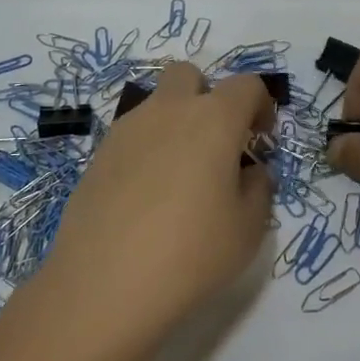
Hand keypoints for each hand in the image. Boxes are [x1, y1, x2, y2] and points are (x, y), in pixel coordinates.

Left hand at [42, 62, 274, 337]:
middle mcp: (168, 111)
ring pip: (156, 104)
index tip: (261, 139)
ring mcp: (127, 130)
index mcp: (213, 119)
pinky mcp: (98, 155)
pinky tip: (147, 195)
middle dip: (207, 96)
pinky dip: (147, 150)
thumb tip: (250, 173)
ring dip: (174, 123)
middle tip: (216, 142)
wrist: (105, 284)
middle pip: (189, 75)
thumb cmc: (191, 252)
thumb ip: (258, 189)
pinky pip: (131, 135)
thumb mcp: (248, 229)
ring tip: (180, 176)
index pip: (247, 85)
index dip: (261, 105)